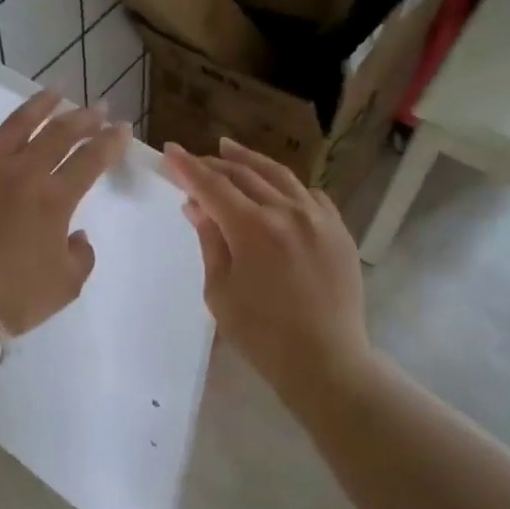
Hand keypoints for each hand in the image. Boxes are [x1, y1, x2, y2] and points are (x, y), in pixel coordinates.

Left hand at [0, 91, 132, 336]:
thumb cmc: (14, 295)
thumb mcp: (66, 285)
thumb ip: (80, 256)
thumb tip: (76, 236)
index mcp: (55, 198)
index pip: (90, 160)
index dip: (110, 143)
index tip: (122, 128)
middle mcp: (23, 173)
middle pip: (58, 135)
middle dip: (82, 118)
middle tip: (97, 107)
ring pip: (15, 127)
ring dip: (37, 106)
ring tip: (53, 91)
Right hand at [163, 137, 373, 399]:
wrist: (326, 360)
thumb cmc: (261, 334)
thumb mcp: (220, 291)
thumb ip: (210, 241)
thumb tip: (196, 206)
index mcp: (253, 228)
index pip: (213, 185)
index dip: (188, 167)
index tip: (170, 151)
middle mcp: (287, 212)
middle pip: (244, 174)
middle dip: (214, 163)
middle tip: (194, 159)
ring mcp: (318, 218)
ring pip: (279, 176)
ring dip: (249, 161)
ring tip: (228, 148)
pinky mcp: (339, 230)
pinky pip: (309, 194)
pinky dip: (286, 185)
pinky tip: (276, 186)